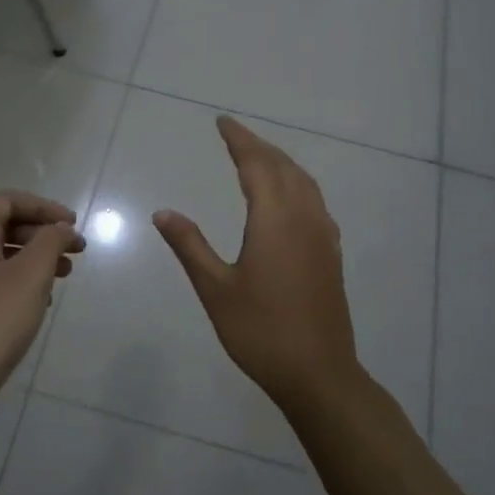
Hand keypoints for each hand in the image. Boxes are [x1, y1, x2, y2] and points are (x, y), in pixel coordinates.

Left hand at [0, 192, 84, 418]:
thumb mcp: (31, 273)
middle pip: (5, 227)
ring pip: (3, 257)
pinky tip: (43, 302)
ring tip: (66, 274)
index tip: (72, 224)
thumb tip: (62, 228)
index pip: (7, 201)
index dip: (42, 206)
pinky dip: (24, 283)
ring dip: (37, 259)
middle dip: (43, 233)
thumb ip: (51, 241)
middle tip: (77, 249)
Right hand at [153, 117, 362, 409]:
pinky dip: (297, 184)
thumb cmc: (260, 331)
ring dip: (280, 163)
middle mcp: (303, 218)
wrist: (318, 373)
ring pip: (304, 182)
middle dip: (258, 147)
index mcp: (275, 220)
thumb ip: (190, 245)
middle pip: (283, 167)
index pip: (256, 165)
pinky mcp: (331, 254)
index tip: (222, 122)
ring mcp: (322, 235)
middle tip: (234, 135)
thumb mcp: (215, 288)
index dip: (239, 140)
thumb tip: (163, 213)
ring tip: (259, 157)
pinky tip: (289, 198)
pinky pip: (314, 201)